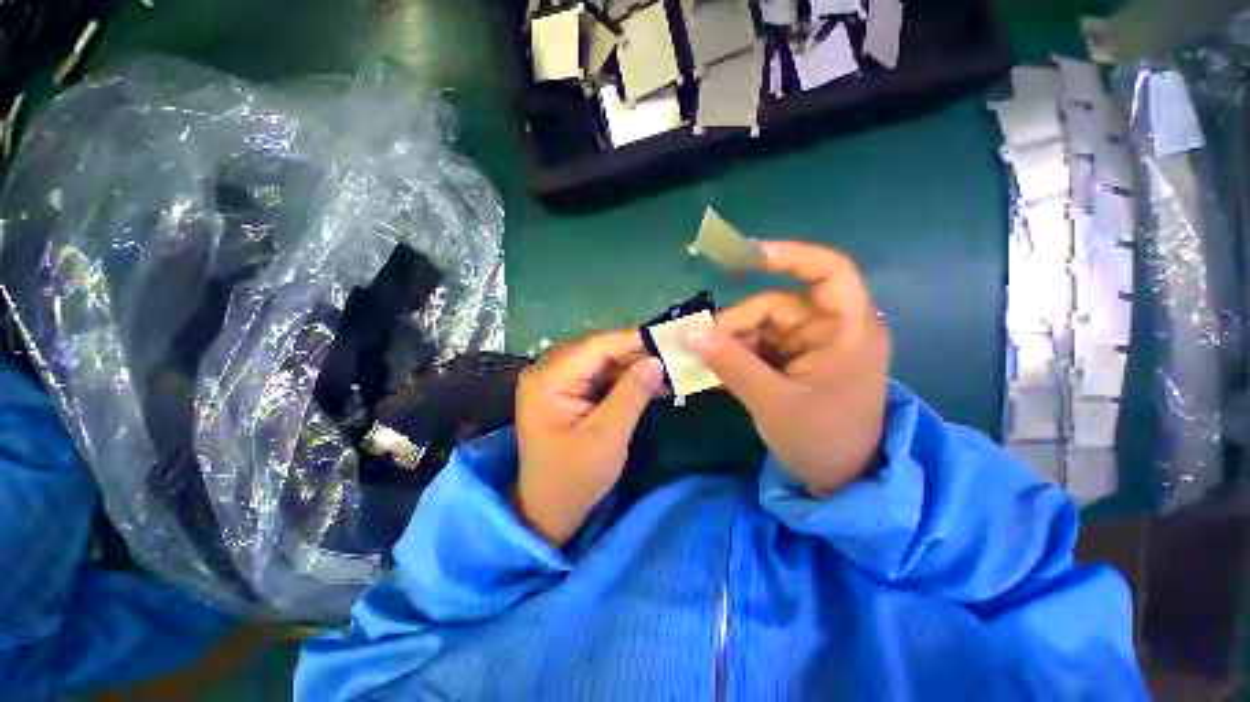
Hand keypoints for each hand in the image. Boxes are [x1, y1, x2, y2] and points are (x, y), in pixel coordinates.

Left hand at [514, 330, 663, 545]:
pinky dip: (623, 380)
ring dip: (632, 367)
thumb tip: (656, 360)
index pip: (595, 347)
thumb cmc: (574, 478)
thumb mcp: (607, 436)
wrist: (549, 511)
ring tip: (666, 369)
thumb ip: (632, 394)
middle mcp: (546, 372)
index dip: (632, 340)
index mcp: (548, 380)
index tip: (666, 337)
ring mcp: (554, 381)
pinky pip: (598, 376)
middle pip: (597, 351)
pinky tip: (648, 382)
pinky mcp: (565, 392)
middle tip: (671, 354)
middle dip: (635, 354)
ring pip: (600, 362)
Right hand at [688, 241, 890, 496]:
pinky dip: (737, 354)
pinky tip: (717, 369)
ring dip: (732, 341)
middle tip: (701, 344)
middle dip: (738, 323)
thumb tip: (692, 333)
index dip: (788, 256)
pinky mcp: (796, 360)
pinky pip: (761, 345)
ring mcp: (812, 345)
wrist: (839, 481)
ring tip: (705, 361)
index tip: (744, 257)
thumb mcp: (772, 401)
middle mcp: (832, 329)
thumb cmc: (820, 441)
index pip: (828, 271)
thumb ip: (731, 364)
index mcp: (848, 330)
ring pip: (763, 326)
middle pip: (778, 304)